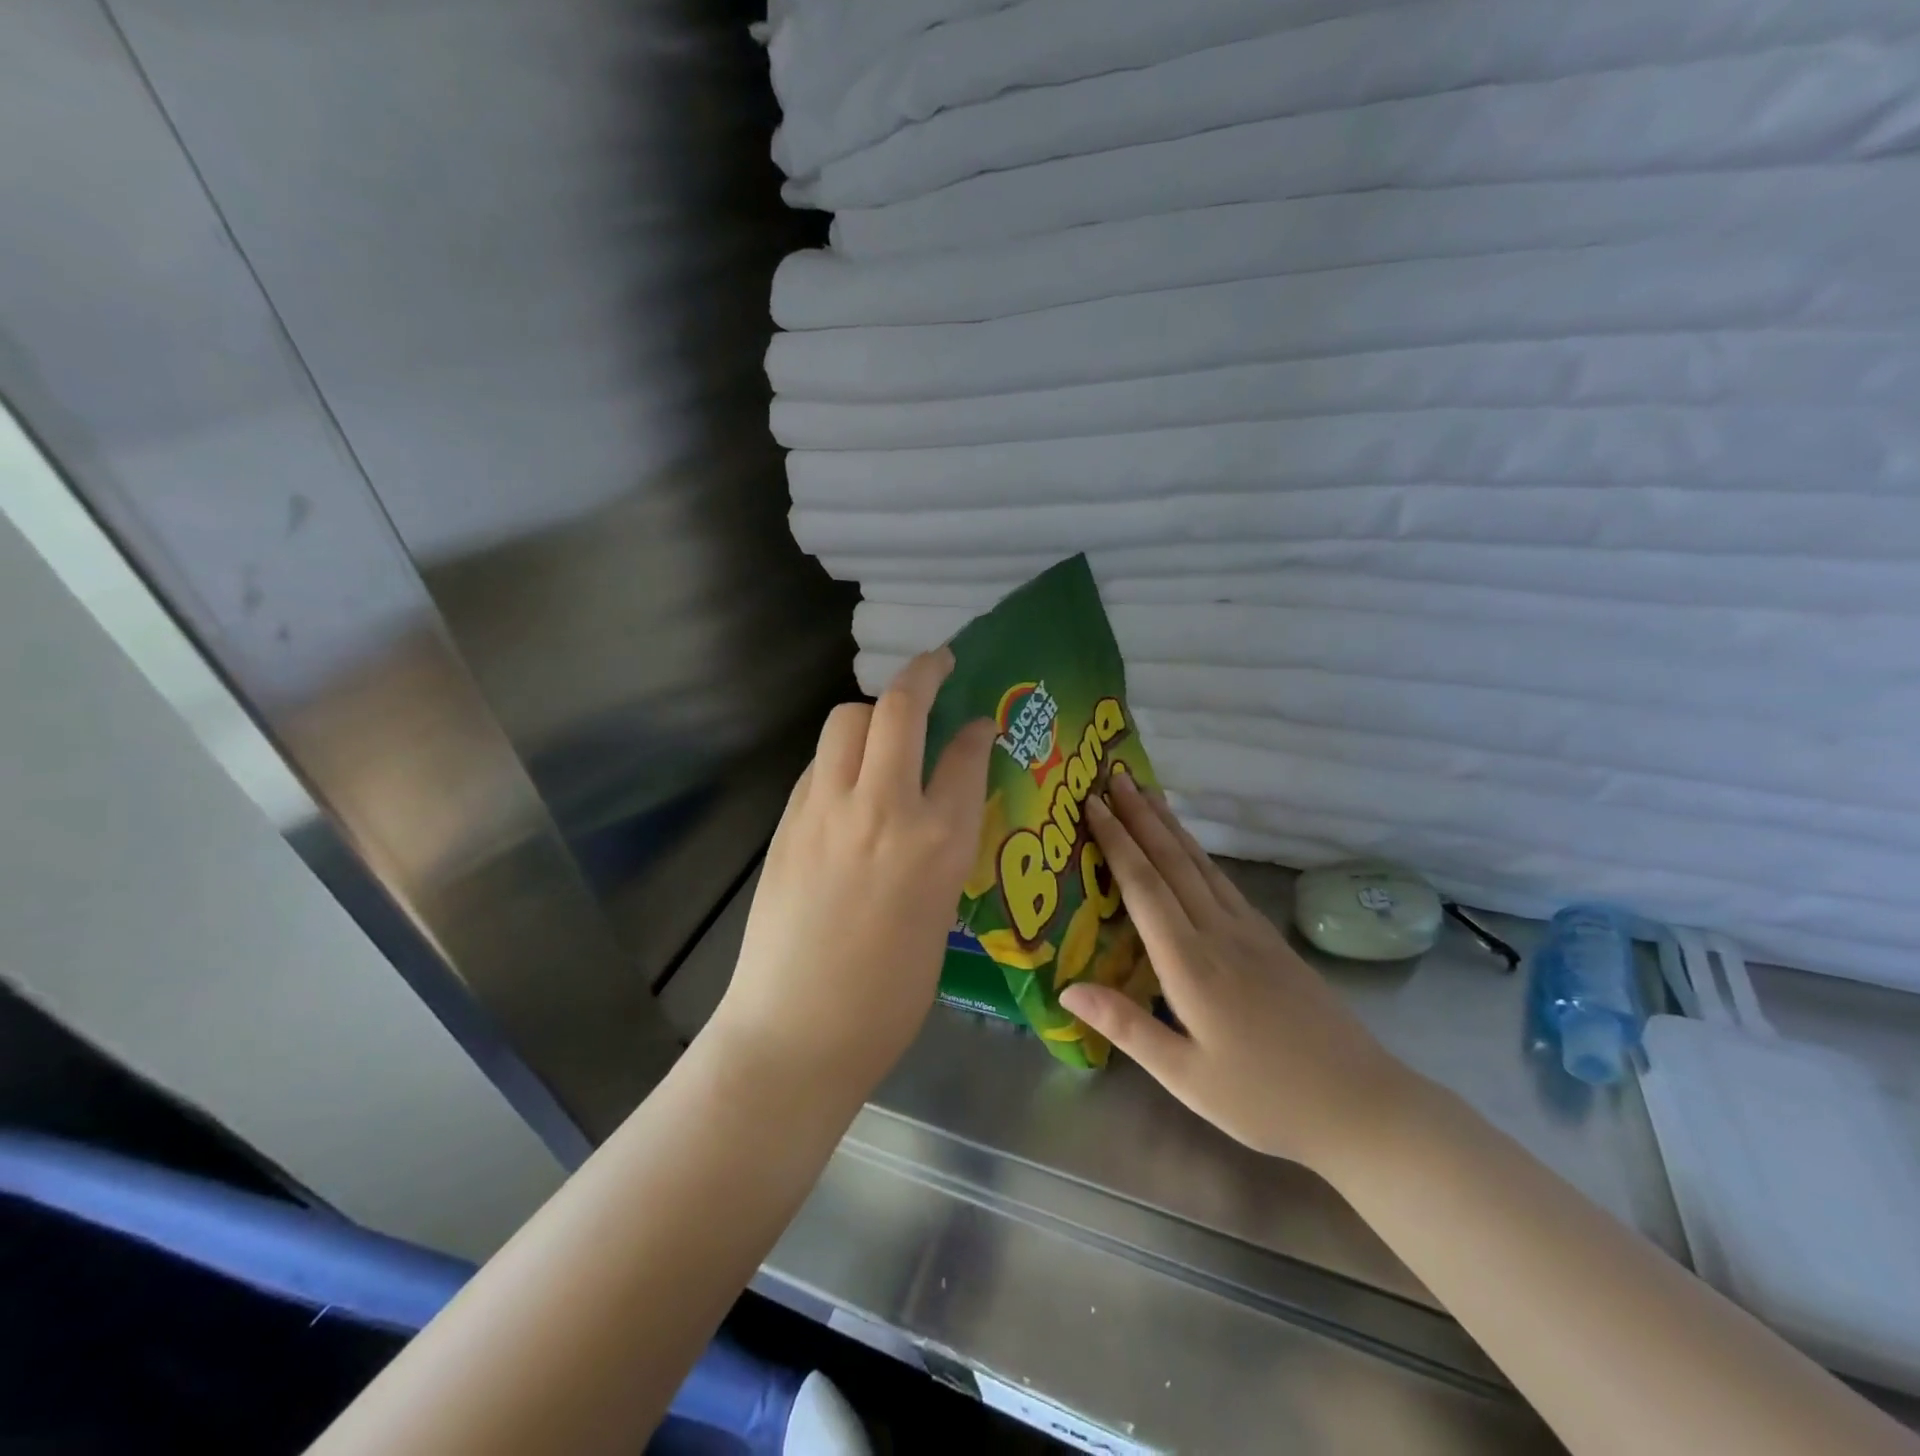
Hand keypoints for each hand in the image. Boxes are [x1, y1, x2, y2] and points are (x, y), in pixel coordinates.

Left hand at [709, 649, 995, 1096]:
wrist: (798, 1031)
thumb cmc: (889, 995)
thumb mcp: (940, 913)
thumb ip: (944, 847)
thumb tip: (940, 807)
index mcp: (939, 842)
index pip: (964, 754)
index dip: (974, 729)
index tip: (978, 720)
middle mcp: (885, 809)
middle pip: (899, 708)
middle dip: (923, 672)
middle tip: (938, 663)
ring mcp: (828, 809)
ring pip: (847, 720)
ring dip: (872, 710)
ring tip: (887, 725)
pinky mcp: (789, 820)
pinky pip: (820, 761)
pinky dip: (841, 753)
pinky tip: (850, 776)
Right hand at [1059, 774, 1420, 1171]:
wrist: (1362, 1105)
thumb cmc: (1264, 1098)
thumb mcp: (1185, 1076)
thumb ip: (1125, 1026)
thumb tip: (1066, 987)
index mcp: (1191, 964)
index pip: (1145, 887)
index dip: (1117, 842)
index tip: (1093, 804)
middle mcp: (1219, 934)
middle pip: (1173, 861)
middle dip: (1140, 816)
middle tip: (1114, 777)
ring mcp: (1251, 932)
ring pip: (1201, 865)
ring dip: (1170, 825)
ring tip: (1147, 793)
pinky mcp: (1271, 940)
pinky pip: (1223, 882)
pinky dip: (1198, 853)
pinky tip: (1191, 848)